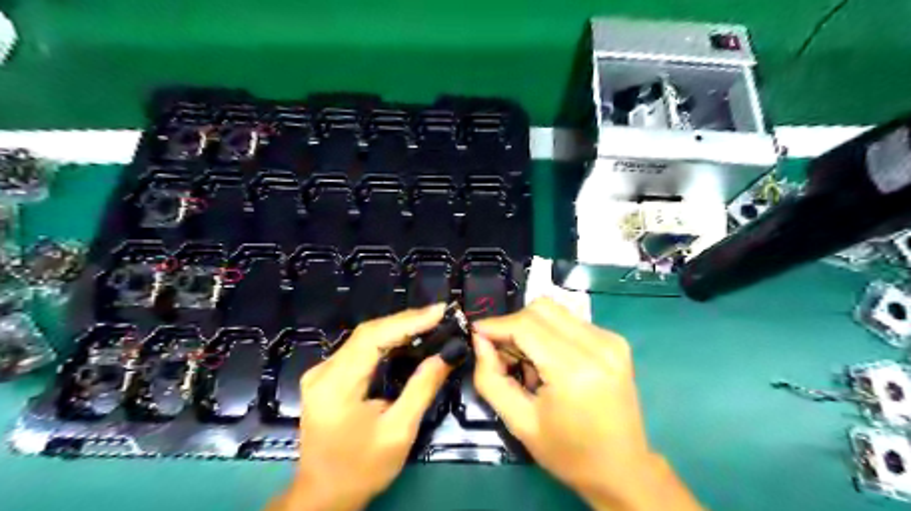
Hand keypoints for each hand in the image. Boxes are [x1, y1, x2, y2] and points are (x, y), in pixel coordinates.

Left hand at [270, 304, 455, 509]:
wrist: (323, 496)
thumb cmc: (362, 469)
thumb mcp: (398, 432)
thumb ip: (421, 389)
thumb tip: (445, 355)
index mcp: (337, 386)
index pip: (373, 337)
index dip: (408, 320)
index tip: (439, 311)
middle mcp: (323, 372)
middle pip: (367, 333)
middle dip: (406, 321)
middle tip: (439, 315)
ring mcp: (321, 373)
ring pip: (363, 338)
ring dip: (397, 328)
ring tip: (429, 322)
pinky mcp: (325, 377)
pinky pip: (359, 349)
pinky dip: (385, 340)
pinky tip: (406, 339)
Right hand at [469, 299, 701, 510]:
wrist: (623, 469)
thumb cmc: (568, 453)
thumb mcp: (519, 423)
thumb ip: (490, 378)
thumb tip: (479, 340)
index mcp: (575, 371)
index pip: (525, 326)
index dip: (495, 325)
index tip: (476, 333)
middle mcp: (598, 346)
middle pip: (541, 308)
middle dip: (513, 324)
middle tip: (502, 352)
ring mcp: (611, 340)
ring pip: (555, 311)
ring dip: (532, 327)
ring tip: (528, 360)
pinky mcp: (616, 341)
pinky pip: (570, 321)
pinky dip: (550, 333)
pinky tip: (550, 360)